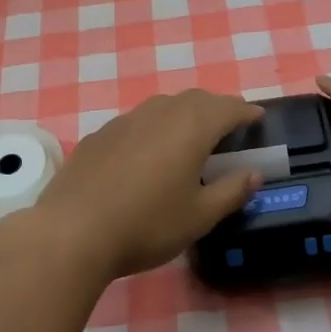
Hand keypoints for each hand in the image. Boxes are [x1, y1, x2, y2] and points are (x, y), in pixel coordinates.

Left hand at [21, 90, 264, 280]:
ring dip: (184, 114)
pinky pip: (137, 121)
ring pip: (164, 106)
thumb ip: (231, 191)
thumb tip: (254, 174)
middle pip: (196, 99)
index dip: (246, 113)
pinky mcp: (99, 135)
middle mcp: (159, 113)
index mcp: (191, 127)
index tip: (258, 118)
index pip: (228, 108)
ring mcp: (125, 121)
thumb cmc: (147, 225)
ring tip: (191, 137)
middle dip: (216, 108)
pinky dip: (154, 127)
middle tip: (228, 127)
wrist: (73, 232)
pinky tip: (148, 153)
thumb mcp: (199, 216)